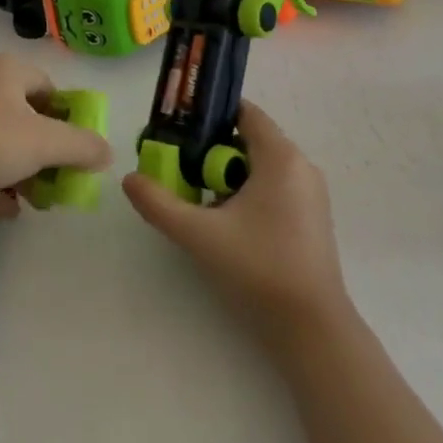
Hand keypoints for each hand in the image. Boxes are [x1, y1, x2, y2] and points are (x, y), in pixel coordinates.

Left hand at [0, 53, 113, 217]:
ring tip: (34, 200)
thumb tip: (107, 152)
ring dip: (20, 170)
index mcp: (7, 70)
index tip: (74, 150)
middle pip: (24, 115)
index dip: (67, 118)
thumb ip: (82, 146)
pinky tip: (5, 211)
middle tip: (57, 179)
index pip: (49, 87)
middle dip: (44, 151)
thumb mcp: (45, 144)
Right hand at [122, 102, 350, 343]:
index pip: (245, 112)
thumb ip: (159, 203)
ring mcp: (311, 194)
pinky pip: (274, 188)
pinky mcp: (312, 219)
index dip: (210, 115)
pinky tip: (228, 223)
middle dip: (213, 151)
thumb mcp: (199, 234)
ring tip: (200, 200)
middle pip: (249, 140)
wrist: (312, 331)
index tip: (180, 131)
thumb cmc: (258, 269)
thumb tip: (129, 179)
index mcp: (280, 157)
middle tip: (182, 170)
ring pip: (261, 167)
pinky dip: (248, 193)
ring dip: (229, 176)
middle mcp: (301, 166)